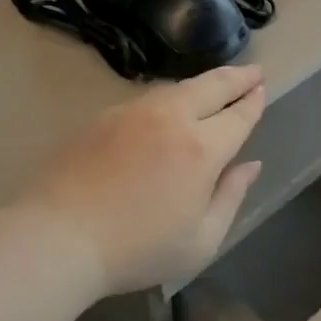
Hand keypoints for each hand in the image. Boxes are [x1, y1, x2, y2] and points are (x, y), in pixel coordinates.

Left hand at [22, 65, 265, 296]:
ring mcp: (132, 113)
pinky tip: (167, 109)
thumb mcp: (200, 240)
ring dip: (201, 84)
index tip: (262, 89)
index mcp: (201, 148)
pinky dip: (168, 97)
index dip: (254, 101)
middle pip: (211, 86)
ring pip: (176, 88)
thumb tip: (250, 165)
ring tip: (213, 87)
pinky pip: (146, 99)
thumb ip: (231, 197)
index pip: (238, 115)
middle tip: (253, 71)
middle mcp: (170, 118)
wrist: (58, 238)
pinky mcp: (102, 117)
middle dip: (236, 76)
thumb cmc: (137, 249)